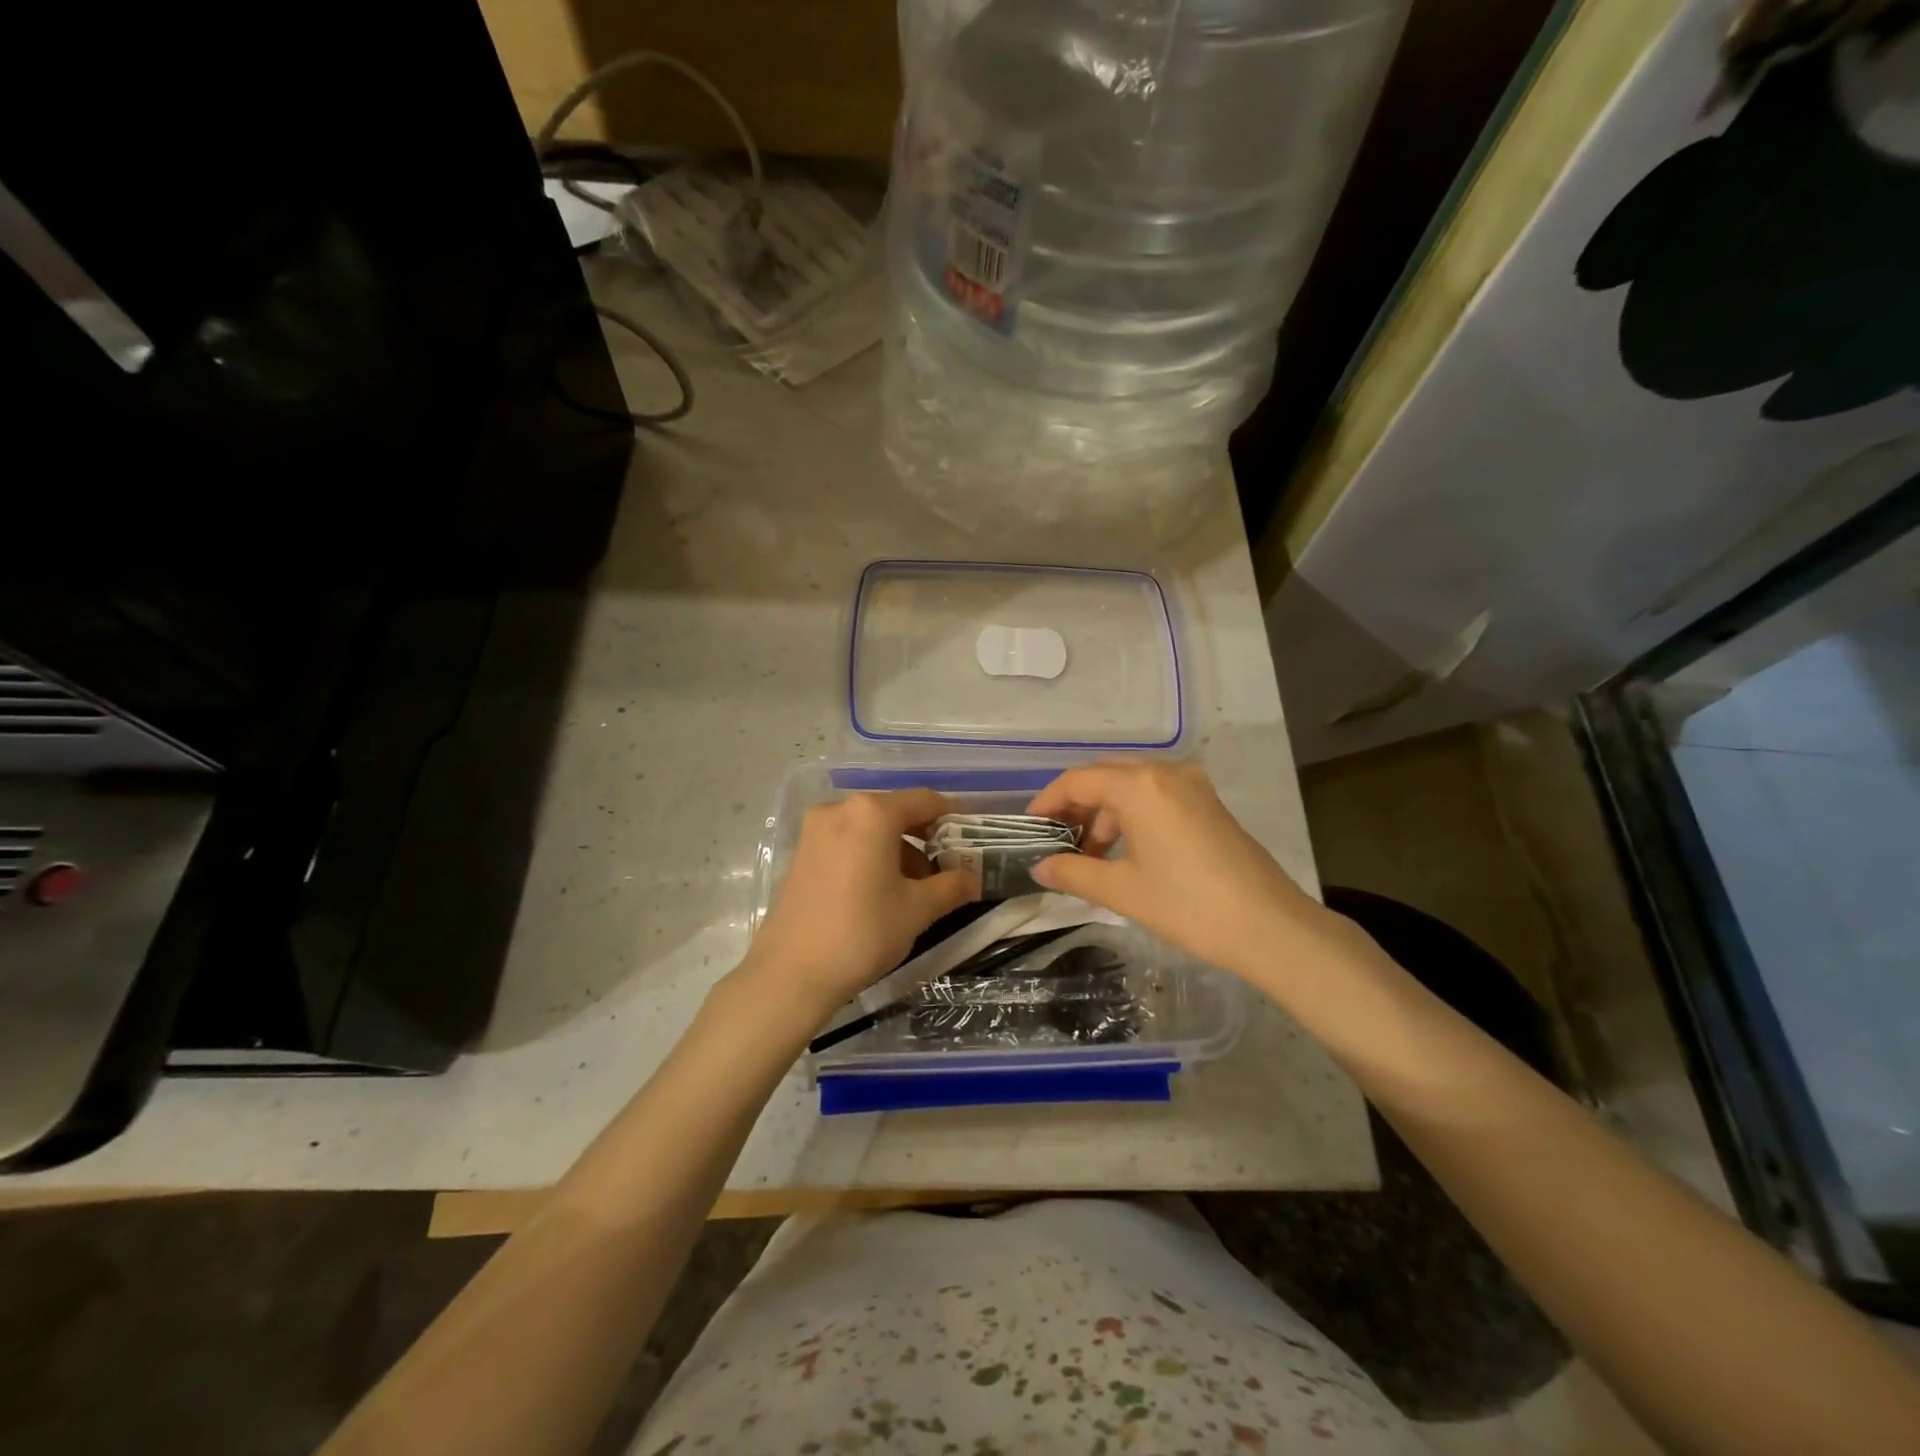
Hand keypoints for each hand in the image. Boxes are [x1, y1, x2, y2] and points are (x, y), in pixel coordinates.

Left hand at [737, 789, 978, 1020]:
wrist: (791, 973)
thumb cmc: (863, 932)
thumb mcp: (918, 909)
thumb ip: (951, 886)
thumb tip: (972, 878)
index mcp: (872, 813)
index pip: (924, 800)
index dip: (952, 816)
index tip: (970, 837)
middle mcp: (840, 809)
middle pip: (894, 812)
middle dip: (923, 838)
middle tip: (945, 869)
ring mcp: (815, 830)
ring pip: (869, 829)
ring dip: (897, 849)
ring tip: (914, 889)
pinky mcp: (801, 853)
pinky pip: (846, 842)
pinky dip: (869, 856)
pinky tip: (879, 891)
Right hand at [1026, 762, 1327, 980]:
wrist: (1271, 927)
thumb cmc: (1188, 905)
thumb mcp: (1122, 891)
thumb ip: (1074, 873)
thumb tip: (1040, 868)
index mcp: (1140, 785)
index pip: (1078, 781)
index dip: (1048, 802)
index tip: (1031, 829)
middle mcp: (1165, 772)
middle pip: (1104, 777)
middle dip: (1076, 806)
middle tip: (1057, 841)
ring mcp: (1192, 786)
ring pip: (1132, 786)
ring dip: (1105, 814)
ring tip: (1091, 856)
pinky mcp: (1208, 804)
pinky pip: (1156, 796)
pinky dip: (1132, 816)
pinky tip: (1126, 853)